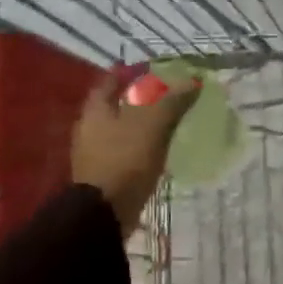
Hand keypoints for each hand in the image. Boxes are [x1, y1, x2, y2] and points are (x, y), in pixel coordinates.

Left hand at [70, 68, 198, 234]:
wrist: (104, 215)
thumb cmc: (124, 160)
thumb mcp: (152, 126)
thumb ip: (171, 101)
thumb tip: (193, 81)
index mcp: (96, 110)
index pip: (110, 80)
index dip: (130, 72)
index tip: (151, 68)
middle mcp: (90, 128)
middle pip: (115, 104)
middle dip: (138, 98)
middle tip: (165, 93)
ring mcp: (96, 153)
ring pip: (121, 128)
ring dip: (141, 123)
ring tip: (168, 120)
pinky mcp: (106, 175)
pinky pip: (126, 150)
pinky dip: (141, 145)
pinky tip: (159, 148)